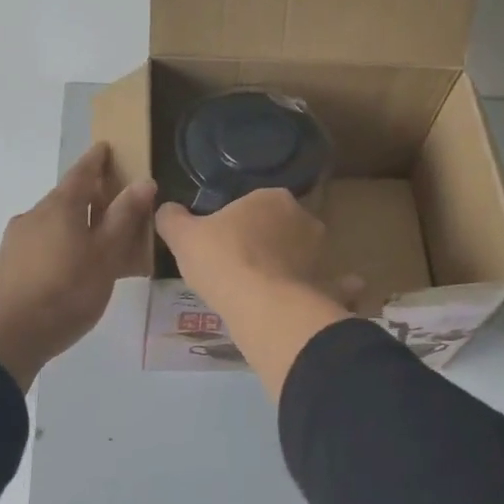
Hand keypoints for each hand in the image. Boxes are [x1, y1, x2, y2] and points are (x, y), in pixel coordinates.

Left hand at [0, 144, 155, 391]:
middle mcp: (33, 215)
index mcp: (60, 206)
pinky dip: (58, 245)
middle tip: (111, 203)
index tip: (105, 148)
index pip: (81, 173)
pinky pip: (40, 244)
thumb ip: (124, 217)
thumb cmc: (68, 290)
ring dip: (72, 224)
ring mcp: (15, 240)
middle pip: (64, 198)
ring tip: (94, 242)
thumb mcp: (106, 254)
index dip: (96, 160)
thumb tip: (143, 181)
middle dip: (87, 196)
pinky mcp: (7, 265)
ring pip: (51, 223)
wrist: (10, 334)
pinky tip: (69, 267)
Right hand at [154, 188, 326, 309]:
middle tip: (240, 266)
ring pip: (305, 255)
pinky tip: (328, 299)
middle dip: (267, 242)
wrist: (261, 305)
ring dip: (295, 265)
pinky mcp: (328, 284)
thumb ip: (172, 219)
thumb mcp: (183, 236)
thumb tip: (166, 210)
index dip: (237, 222)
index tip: (221, 242)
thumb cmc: (221, 260)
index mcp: (271, 198)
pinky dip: (336, 288)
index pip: (254, 203)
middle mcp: (303, 218)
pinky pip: (334, 284)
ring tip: (269, 288)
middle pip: (281, 227)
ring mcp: (321, 253)